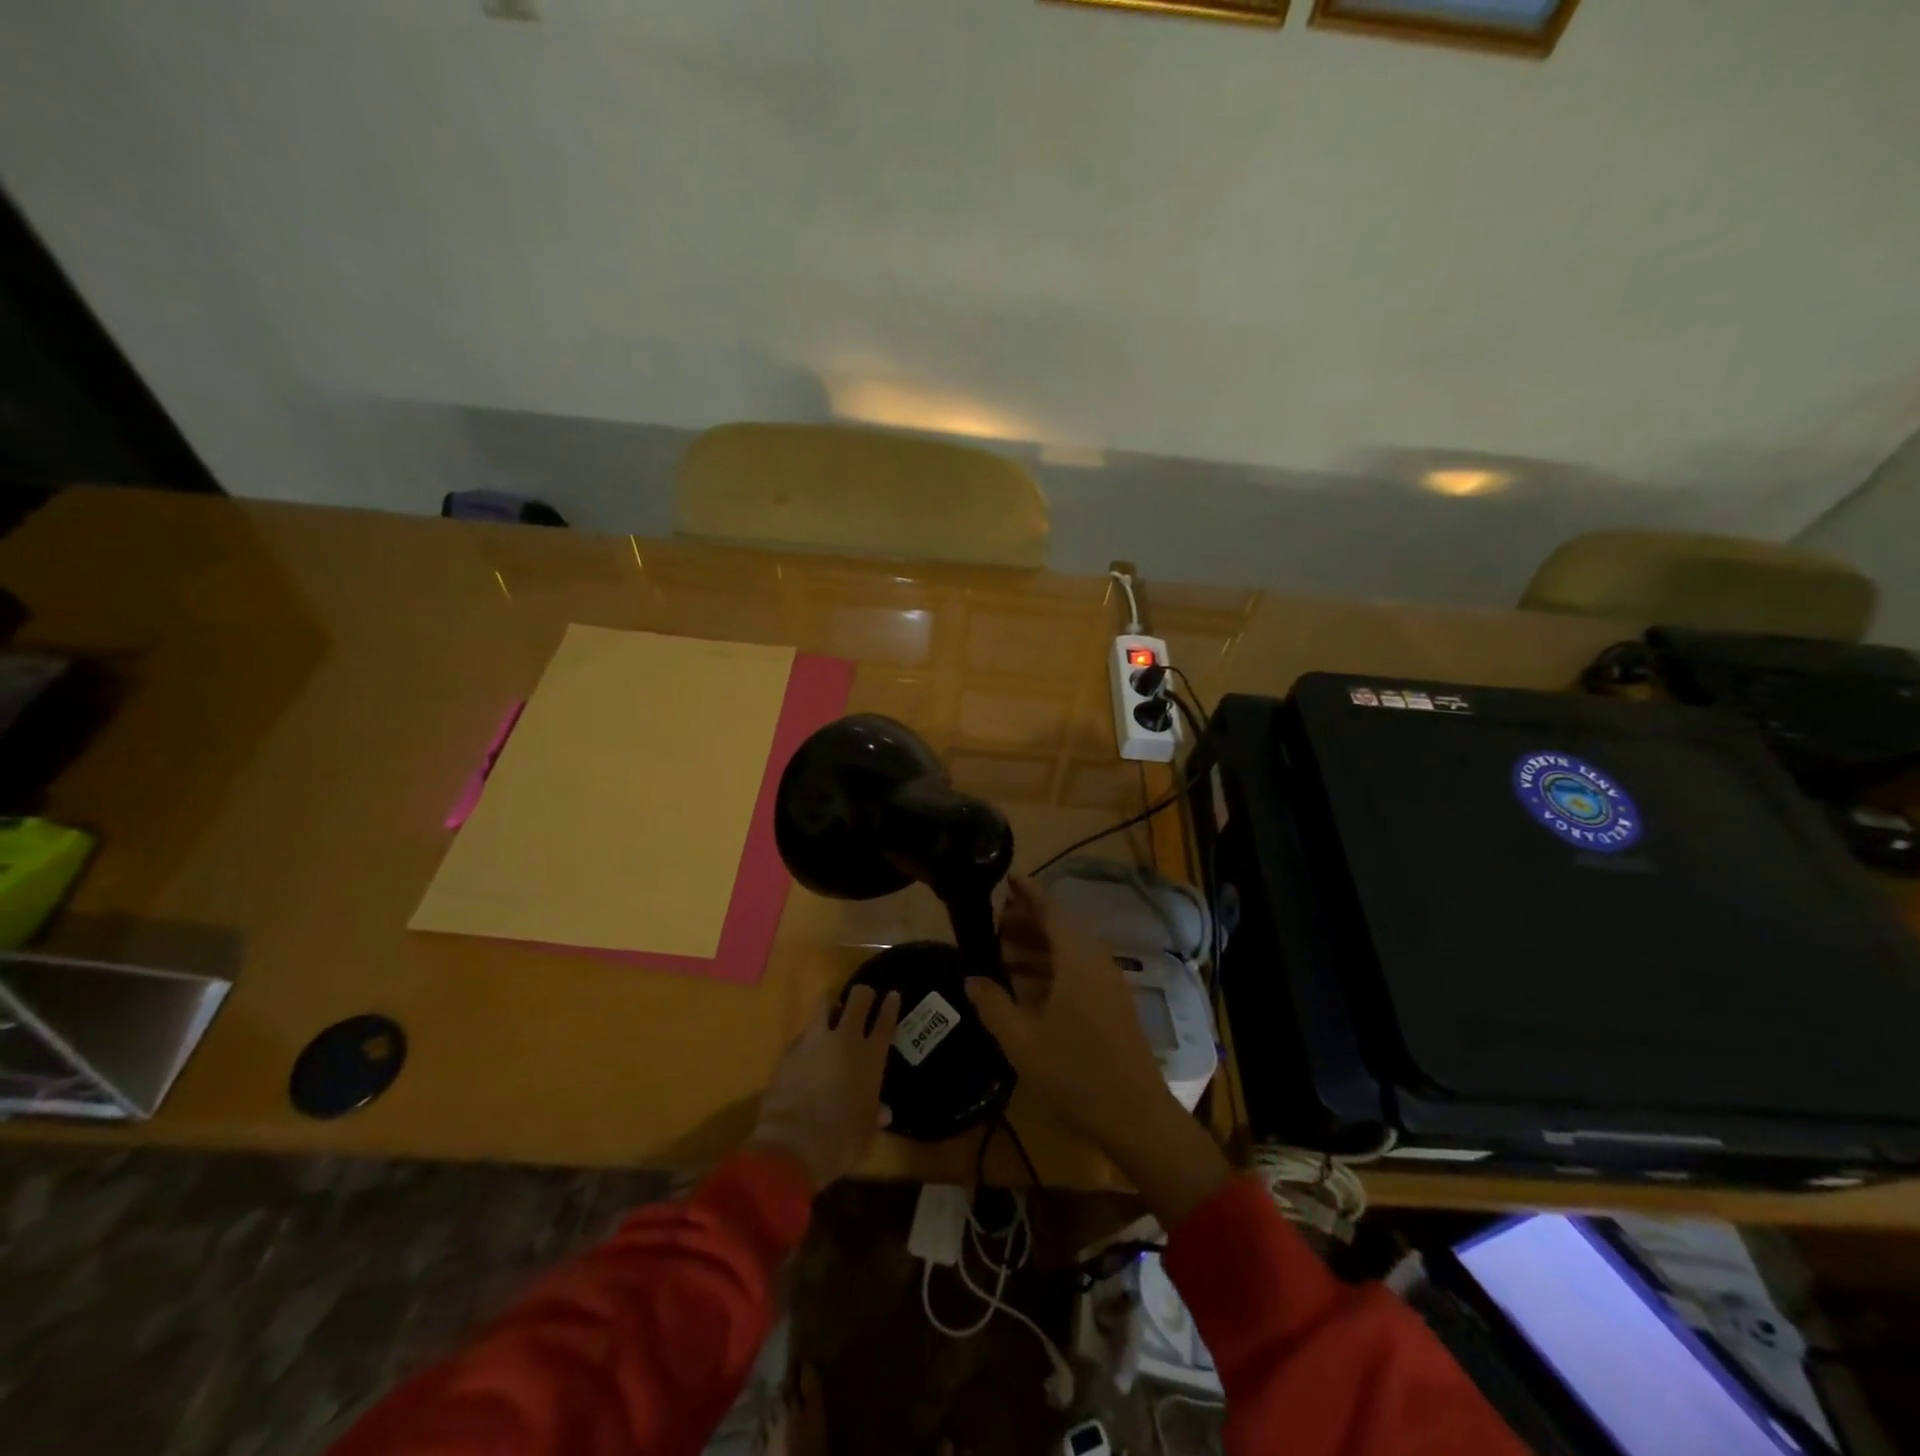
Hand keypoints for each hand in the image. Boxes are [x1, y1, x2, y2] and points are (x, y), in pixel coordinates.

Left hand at [748, 985, 900, 1191]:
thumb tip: (883, 1113)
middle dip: (862, 994)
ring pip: (824, 1004)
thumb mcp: (866, 1130)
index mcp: (871, 1057)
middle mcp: (846, 1040)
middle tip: (863, 997)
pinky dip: (809, 1037)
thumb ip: (874, 1113)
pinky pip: (804, 1034)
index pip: (885, 1021)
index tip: (892, 994)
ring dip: (831, 1006)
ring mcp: (815, 1041)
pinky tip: (808, 1050)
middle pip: (858, 1000)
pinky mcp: (790, 1050)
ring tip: (832, 1013)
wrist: (794, 1144)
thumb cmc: (842, 1140)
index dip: (890, 1006)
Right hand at [968, 877, 1230, 1226]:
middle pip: (1061, 927)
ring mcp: (1108, 984)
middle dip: (1028, 919)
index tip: (1006, 879)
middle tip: (995, 920)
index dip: (1029, 892)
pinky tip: (1028, 983)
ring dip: (1039, 944)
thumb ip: (993, 1004)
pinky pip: (1079, 969)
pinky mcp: (1113, 1005)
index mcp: (1077, 959)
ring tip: (1003, 948)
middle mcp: (1096, 962)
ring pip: (1070, 950)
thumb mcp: (1021, 1040)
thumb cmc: (1074, 1073)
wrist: (1136, 1116)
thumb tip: (971, 979)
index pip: (1052, 910)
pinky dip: (1052, 966)